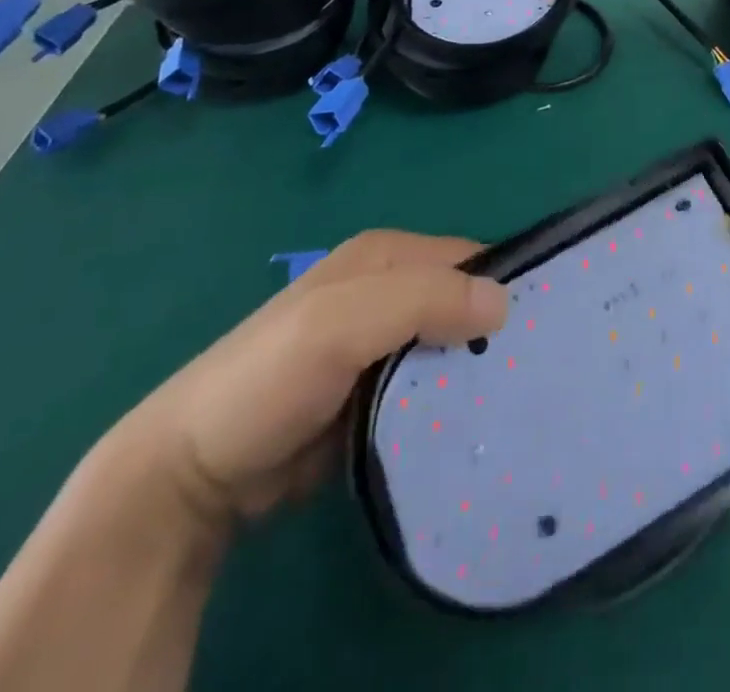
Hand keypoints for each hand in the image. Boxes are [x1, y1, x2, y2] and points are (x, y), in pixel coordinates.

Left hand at [108, 231, 508, 533]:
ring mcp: (382, 347)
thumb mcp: (340, 323)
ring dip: (478, 376)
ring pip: (453, 350)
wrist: (190, 475)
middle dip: (496, 337)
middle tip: (534, 379)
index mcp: (386, 255)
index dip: (504, 289)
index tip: (539, 334)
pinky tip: (478, 428)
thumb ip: (421, 300)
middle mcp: (390, 291)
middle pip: (465, 304)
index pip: (470, 259)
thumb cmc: (267, 378)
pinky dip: (454, 406)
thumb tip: (506, 301)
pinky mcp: (377, 397)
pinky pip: (433, 391)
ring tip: (517, 408)